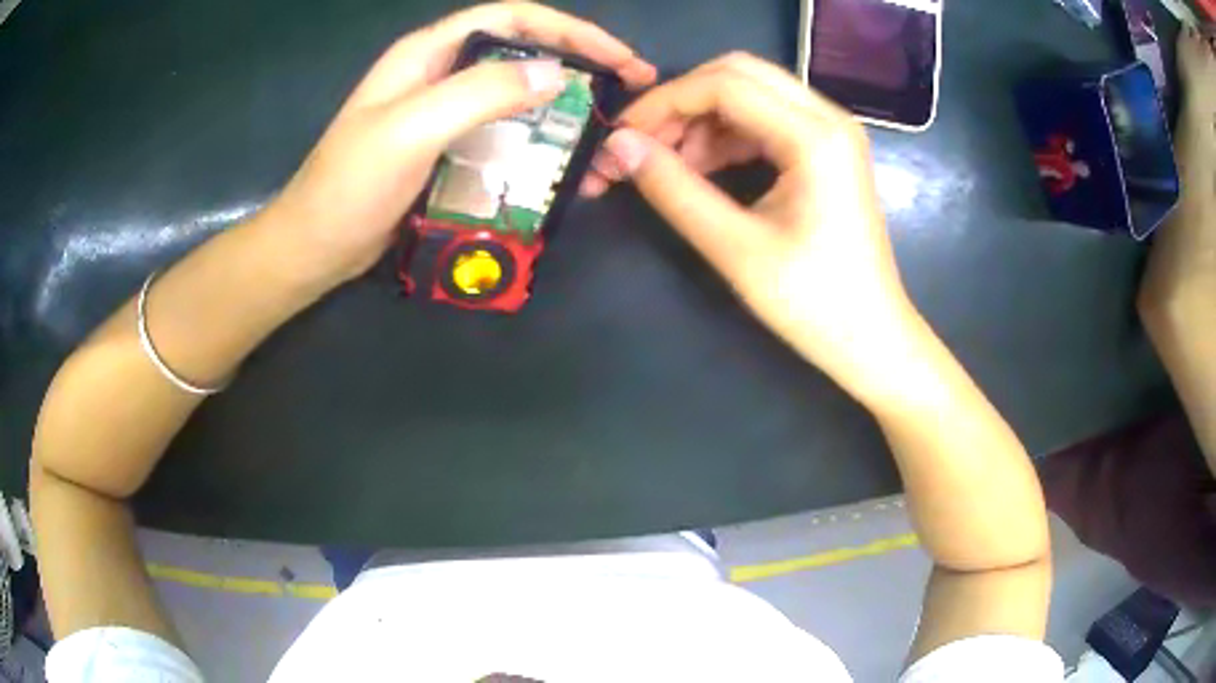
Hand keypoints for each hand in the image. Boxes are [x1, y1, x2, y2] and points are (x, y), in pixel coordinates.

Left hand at [263, 1, 656, 285]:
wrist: (315, 248)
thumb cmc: (350, 187)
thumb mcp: (410, 130)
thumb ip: (479, 94)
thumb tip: (558, 73)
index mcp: (430, 53)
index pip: (515, 20)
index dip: (572, 31)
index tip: (620, 59)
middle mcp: (442, 75)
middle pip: (525, 57)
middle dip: (582, 73)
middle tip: (630, 99)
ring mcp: (447, 116)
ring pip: (521, 101)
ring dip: (568, 120)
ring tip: (608, 149)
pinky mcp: (451, 152)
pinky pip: (507, 140)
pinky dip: (542, 152)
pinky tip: (569, 175)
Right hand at [585, 53, 917, 398]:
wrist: (872, 339)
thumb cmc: (813, 304)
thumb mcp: (735, 248)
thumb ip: (673, 189)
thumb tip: (618, 146)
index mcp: (815, 136)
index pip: (724, 85)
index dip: (664, 103)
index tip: (622, 137)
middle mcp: (828, 117)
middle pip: (738, 74)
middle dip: (682, 102)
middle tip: (643, 144)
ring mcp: (831, 132)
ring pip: (750, 93)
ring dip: (702, 119)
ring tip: (667, 165)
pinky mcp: (827, 152)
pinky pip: (765, 120)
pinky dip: (726, 135)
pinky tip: (701, 169)